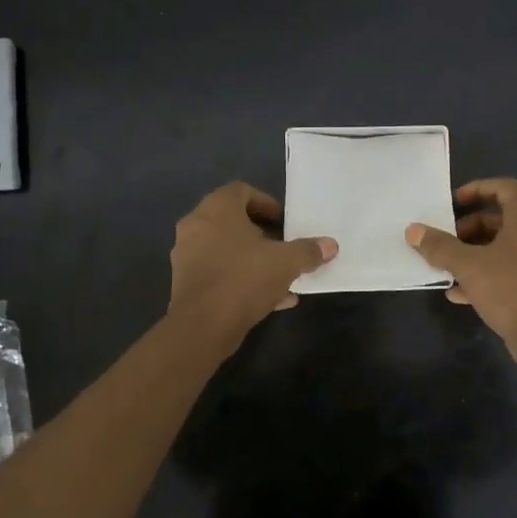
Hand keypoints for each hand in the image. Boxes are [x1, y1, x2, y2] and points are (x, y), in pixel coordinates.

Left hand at [168, 183, 336, 351]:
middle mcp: (196, 226)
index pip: (241, 191)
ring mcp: (187, 256)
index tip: (285, 222)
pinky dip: (242, 280)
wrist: (202, 326)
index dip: (267, 203)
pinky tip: (271, 300)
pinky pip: (219, 273)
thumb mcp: (286, 263)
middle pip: (233, 222)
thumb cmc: (244, 279)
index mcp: (216, 209)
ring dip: (254, 260)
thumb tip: (330, 245)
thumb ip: (308, 251)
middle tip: (284, 248)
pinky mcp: (186, 284)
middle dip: (262, 235)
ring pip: (227, 250)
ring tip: (282, 277)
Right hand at [406, 178, 516, 393]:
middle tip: (446, 240)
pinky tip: (458, 293)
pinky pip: (506, 272)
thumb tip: (413, 230)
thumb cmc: (509, 288)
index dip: (478, 189)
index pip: (505, 188)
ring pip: (502, 248)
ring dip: (473, 253)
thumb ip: (439, 246)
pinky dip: (483, 276)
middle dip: (469, 228)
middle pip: (500, 219)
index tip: (453, 202)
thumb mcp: (468, 265)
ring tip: (446, 266)